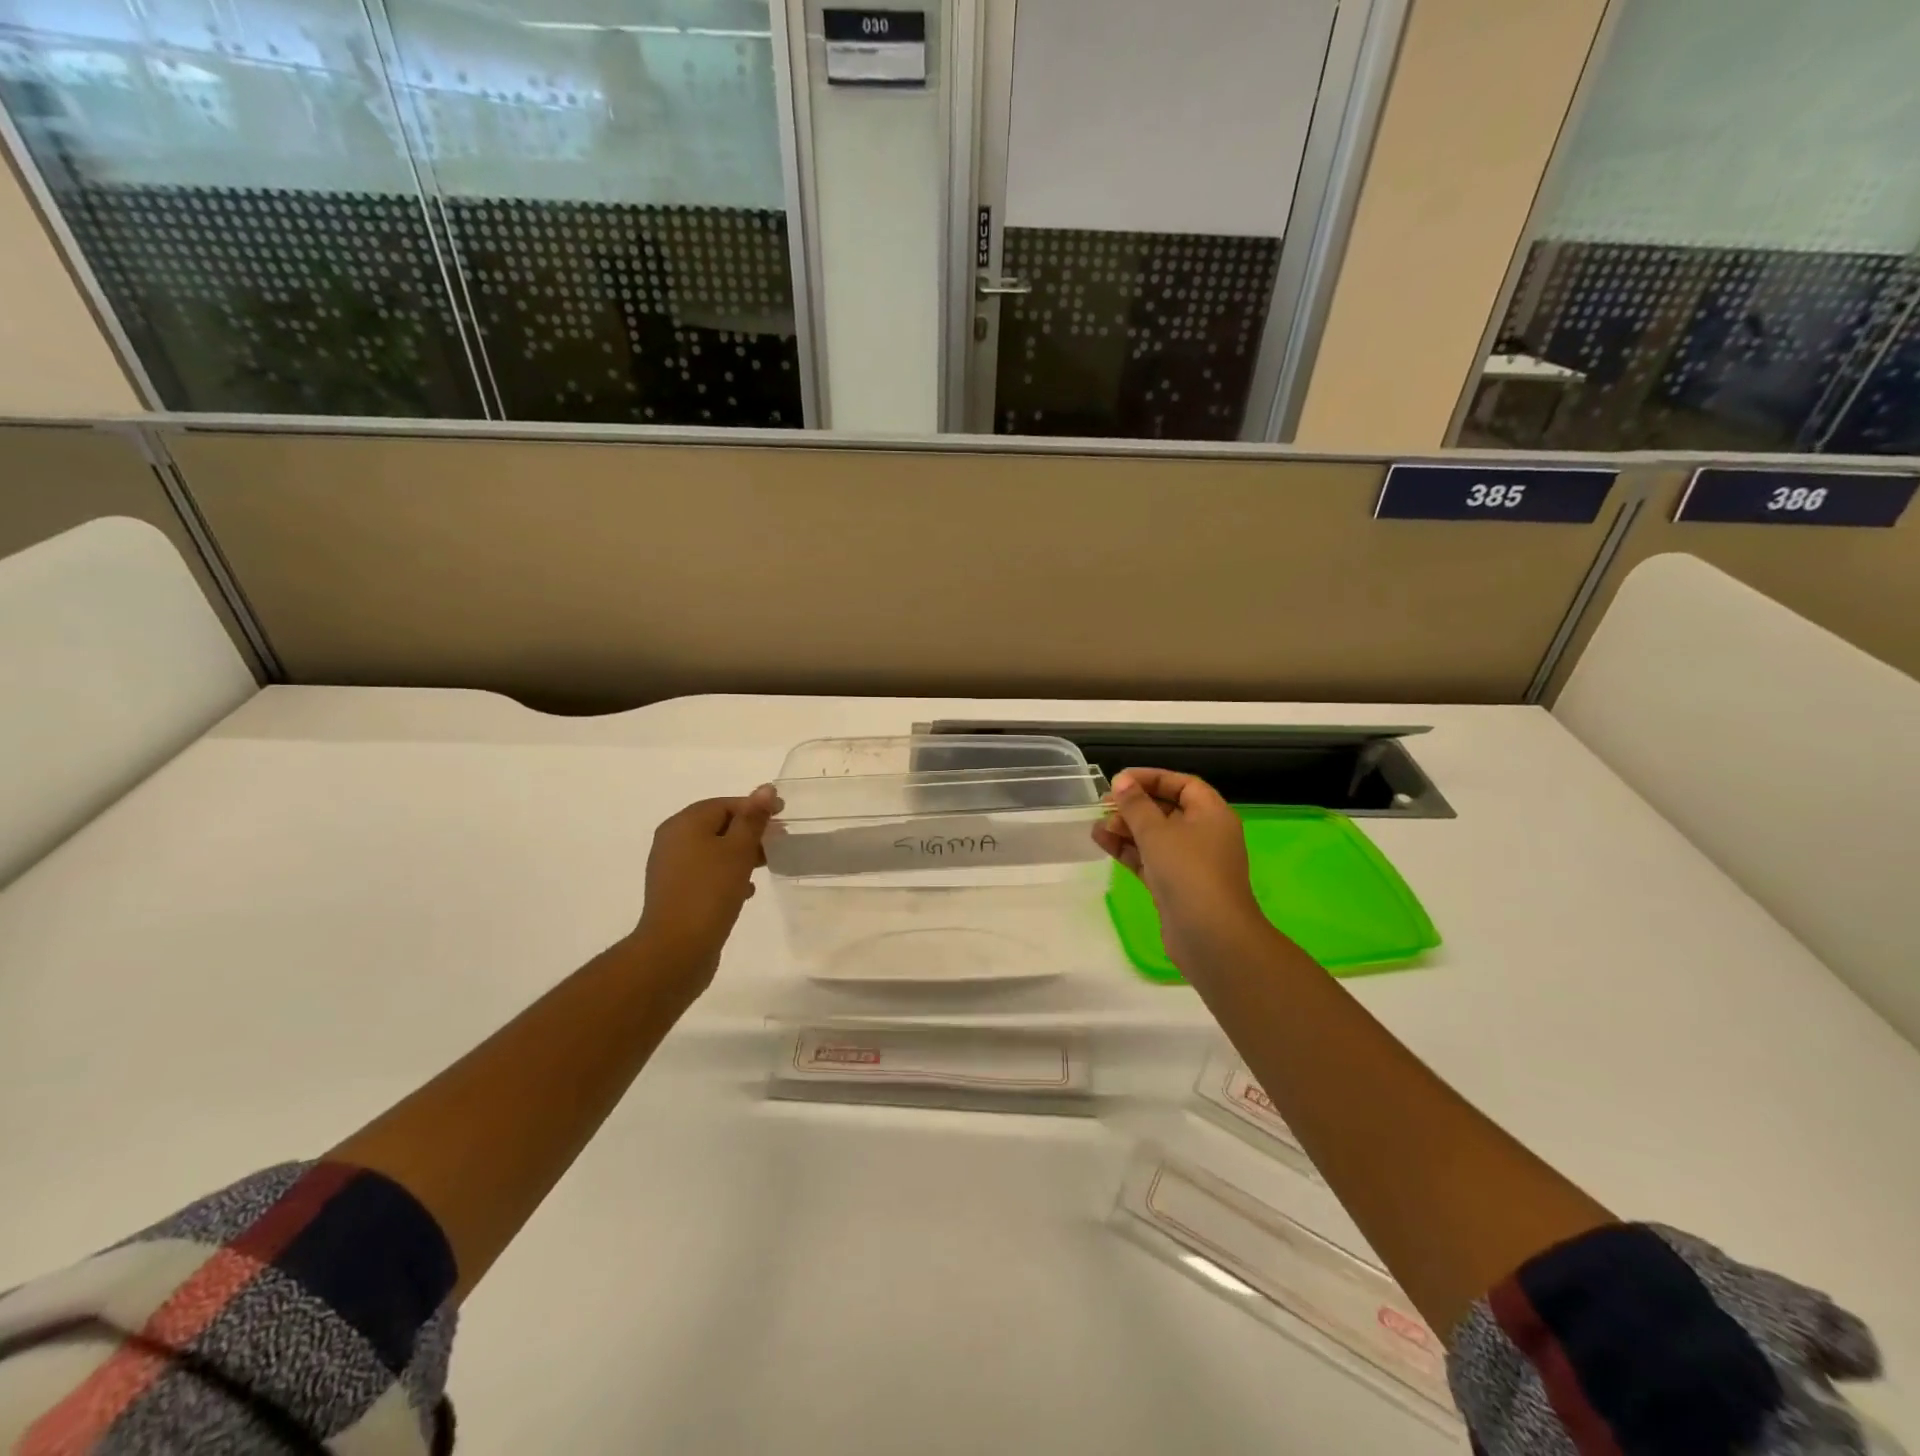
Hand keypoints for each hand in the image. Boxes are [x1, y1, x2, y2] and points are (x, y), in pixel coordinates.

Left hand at [631, 785, 778, 986]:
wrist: (676, 949)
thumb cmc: (710, 892)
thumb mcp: (738, 851)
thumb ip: (752, 819)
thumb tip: (765, 789)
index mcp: (684, 824)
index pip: (725, 803)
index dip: (755, 807)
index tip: (783, 818)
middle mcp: (672, 840)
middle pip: (718, 825)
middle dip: (750, 832)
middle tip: (778, 843)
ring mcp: (672, 868)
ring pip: (713, 851)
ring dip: (741, 855)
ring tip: (766, 866)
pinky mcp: (676, 893)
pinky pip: (707, 873)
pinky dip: (727, 875)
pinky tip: (746, 891)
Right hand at [1093, 769, 1276, 974]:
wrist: (1210, 936)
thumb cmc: (1188, 872)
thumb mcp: (1157, 832)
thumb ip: (1135, 805)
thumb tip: (1122, 781)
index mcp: (1212, 814)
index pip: (1183, 784)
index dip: (1152, 778)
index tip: (1120, 780)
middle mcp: (1205, 834)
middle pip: (1167, 810)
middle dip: (1134, 806)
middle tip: (1103, 805)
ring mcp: (1191, 863)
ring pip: (1155, 836)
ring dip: (1126, 829)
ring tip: (1097, 827)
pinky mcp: (1175, 886)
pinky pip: (1150, 859)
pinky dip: (1129, 851)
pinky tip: (1102, 843)